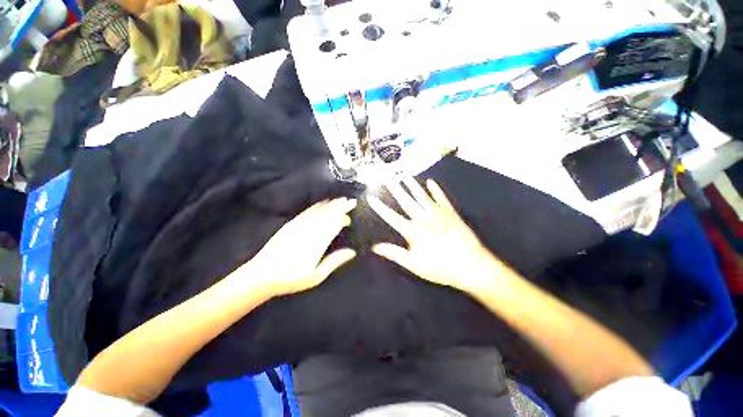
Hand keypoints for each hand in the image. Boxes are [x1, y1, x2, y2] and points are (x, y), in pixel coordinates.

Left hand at [247, 198, 356, 297]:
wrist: (262, 275)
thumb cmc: (292, 278)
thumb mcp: (317, 275)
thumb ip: (335, 261)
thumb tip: (352, 252)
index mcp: (318, 242)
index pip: (334, 224)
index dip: (344, 219)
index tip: (350, 220)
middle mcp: (310, 229)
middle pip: (329, 214)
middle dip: (341, 206)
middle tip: (352, 201)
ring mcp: (299, 225)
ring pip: (320, 210)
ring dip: (332, 204)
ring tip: (341, 199)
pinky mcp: (291, 224)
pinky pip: (307, 211)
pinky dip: (317, 206)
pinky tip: (323, 203)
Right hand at [368, 178, 500, 294]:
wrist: (472, 265)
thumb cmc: (441, 267)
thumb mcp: (414, 264)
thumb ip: (395, 253)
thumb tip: (375, 247)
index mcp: (414, 231)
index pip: (392, 217)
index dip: (380, 207)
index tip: (371, 197)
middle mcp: (424, 218)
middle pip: (406, 201)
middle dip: (395, 189)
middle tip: (387, 178)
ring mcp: (438, 214)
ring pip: (422, 196)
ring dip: (412, 186)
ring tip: (404, 176)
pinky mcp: (451, 213)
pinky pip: (441, 198)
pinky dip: (436, 189)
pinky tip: (431, 182)